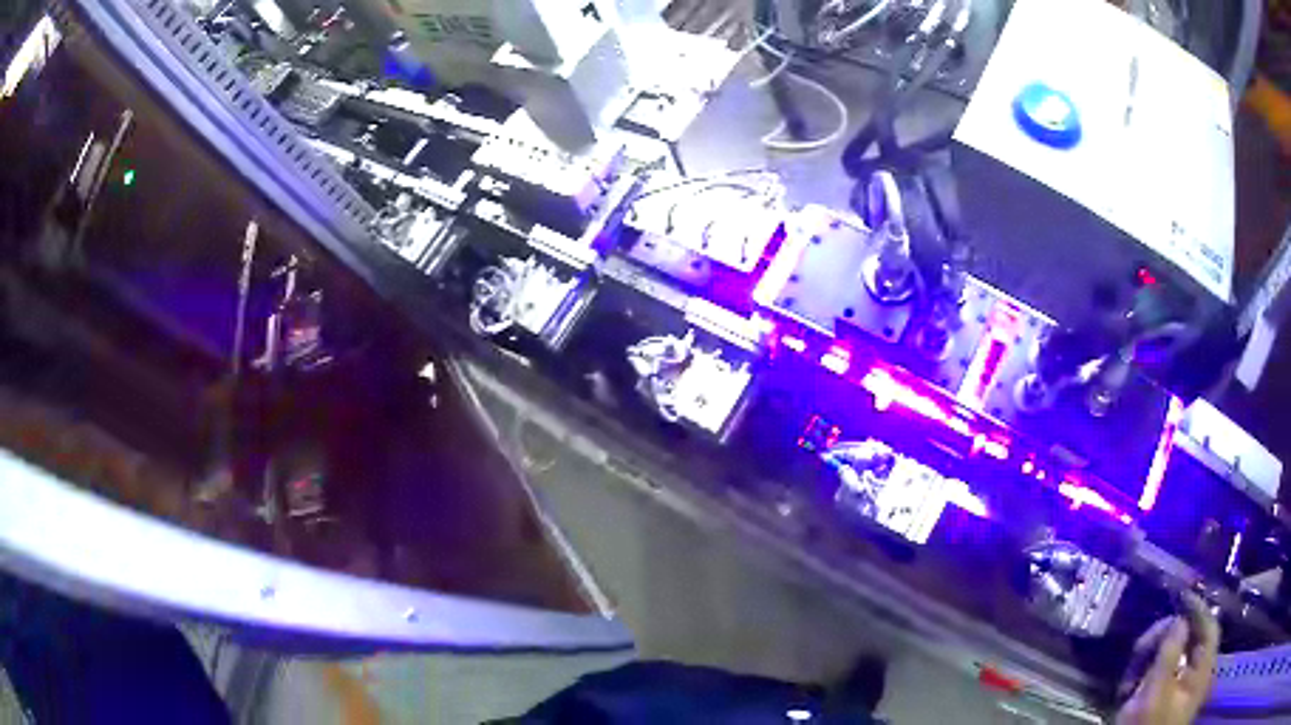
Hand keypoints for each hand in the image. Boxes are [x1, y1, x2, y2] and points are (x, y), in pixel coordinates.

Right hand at [1116, 592, 1219, 724]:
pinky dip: (1145, 676)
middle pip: (1189, 641)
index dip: (1198, 608)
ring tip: (1131, 671)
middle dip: (1165, 637)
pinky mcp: (1164, 702)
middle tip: (1141, 644)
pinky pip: (1159, 677)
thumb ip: (1170, 655)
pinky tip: (1129, 687)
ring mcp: (1180, 690)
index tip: (1181, 594)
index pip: (1210, 626)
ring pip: (1171, 659)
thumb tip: (1179, 619)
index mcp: (1203, 669)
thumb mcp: (1158, 695)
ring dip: (1151, 659)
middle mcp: (1196, 674)